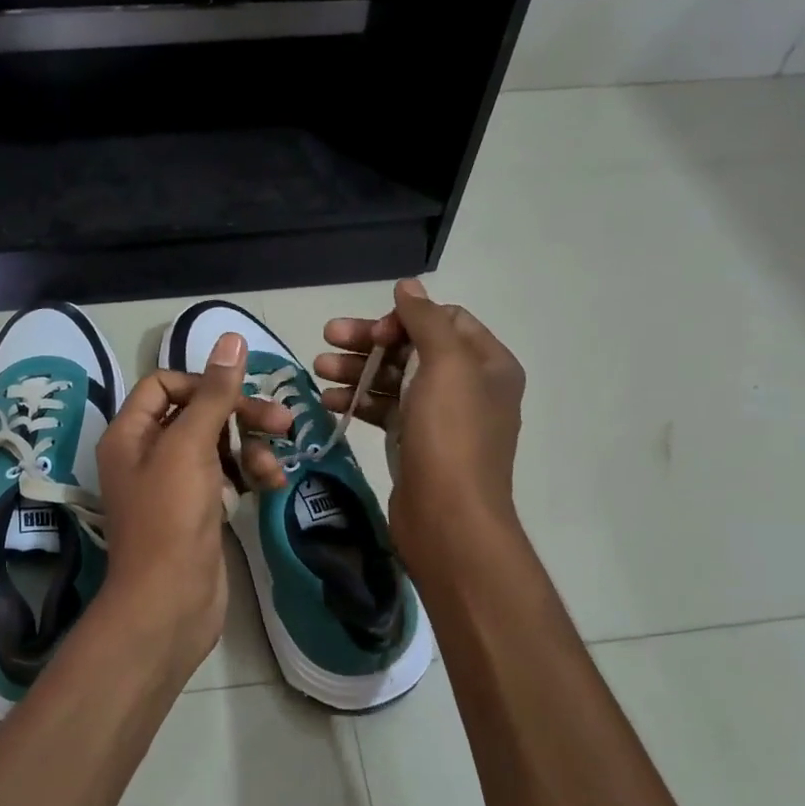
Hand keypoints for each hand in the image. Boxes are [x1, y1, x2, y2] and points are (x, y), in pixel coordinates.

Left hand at [94, 333, 292, 674]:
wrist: (169, 603)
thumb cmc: (171, 518)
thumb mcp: (190, 446)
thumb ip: (213, 393)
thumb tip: (231, 338)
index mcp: (130, 434)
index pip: (163, 384)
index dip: (202, 383)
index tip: (235, 396)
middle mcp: (147, 454)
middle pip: (197, 413)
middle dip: (240, 415)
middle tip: (283, 421)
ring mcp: (173, 485)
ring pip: (217, 446)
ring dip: (251, 449)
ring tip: (274, 469)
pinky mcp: (198, 511)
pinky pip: (226, 477)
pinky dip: (249, 475)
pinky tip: (271, 485)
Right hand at [316, 279, 525, 576]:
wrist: (448, 519)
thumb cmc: (450, 436)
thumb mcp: (445, 366)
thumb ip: (426, 320)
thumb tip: (409, 286)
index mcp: (487, 363)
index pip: (443, 320)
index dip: (403, 319)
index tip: (371, 332)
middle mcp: (468, 386)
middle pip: (413, 348)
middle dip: (369, 342)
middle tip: (327, 339)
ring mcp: (441, 417)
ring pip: (394, 379)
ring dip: (357, 370)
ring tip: (317, 369)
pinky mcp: (416, 443)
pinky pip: (385, 410)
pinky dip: (359, 401)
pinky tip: (329, 401)